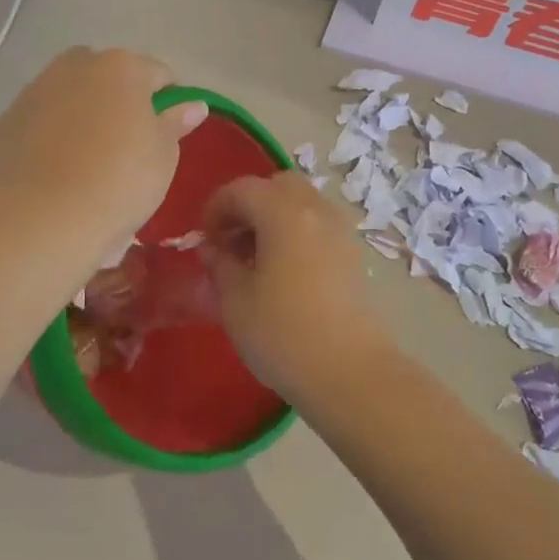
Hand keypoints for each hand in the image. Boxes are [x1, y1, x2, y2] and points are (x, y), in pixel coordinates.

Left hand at [0, 48, 206, 260]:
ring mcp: (38, 89)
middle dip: (120, 97)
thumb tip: (192, 105)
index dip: (168, 101)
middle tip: (128, 141)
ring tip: (90, 155)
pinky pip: (43, 117)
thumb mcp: (164, 156)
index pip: (158, 74)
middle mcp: (77, 66)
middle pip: (108, 74)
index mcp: (123, 67)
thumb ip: (175, 123)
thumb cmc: (120, 182)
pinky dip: (54, 130)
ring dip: (84, 110)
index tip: (168, 132)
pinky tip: (59, 166)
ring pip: (71, 92)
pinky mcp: (9, 118)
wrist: (42, 218)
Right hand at [202, 172, 391, 398]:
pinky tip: (284, 272)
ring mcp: (341, 230)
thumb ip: (220, 266)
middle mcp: (316, 210)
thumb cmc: (283, 334)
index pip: (241, 189)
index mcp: (283, 213)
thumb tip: (213, 250)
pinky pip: (318, 225)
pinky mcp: (354, 254)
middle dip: (249, 205)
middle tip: (232, 241)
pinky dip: (296, 233)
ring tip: (256, 260)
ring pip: (302, 203)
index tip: (204, 239)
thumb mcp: (235, 302)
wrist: (351, 374)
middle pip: (277, 186)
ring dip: (274, 217)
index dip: (216, 208)